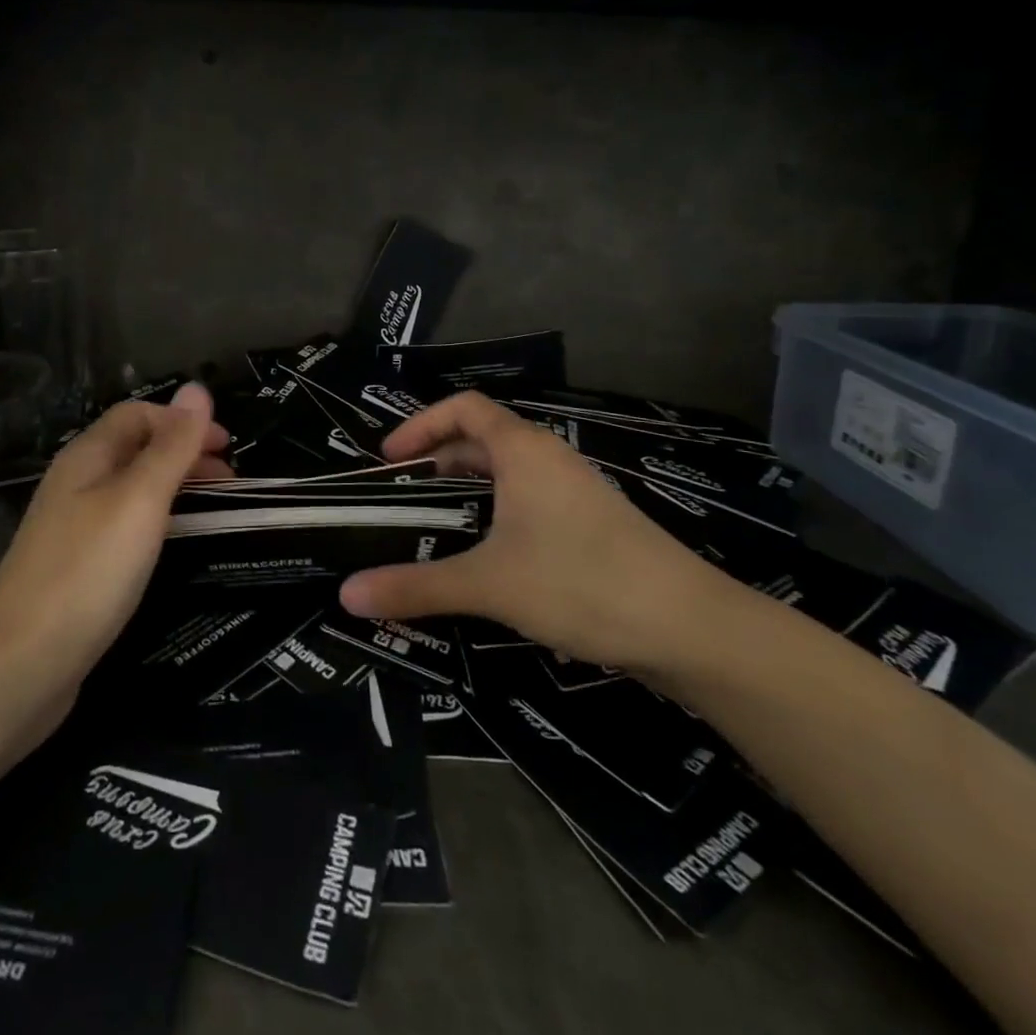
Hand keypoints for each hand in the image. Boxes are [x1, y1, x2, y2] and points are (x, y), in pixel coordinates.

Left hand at [0, 384, 230, 696]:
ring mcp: (73, 528)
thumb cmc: (88, 571)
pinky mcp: (77, 567)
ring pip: (131, 489)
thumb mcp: (139, 500)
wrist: (21, 664)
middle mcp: (76, 484)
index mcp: (87, 457)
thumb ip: (172, 447)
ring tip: (214, 509)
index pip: (137, 414)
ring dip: (174, 488)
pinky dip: (158, 522)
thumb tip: (197, 388)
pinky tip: (174, 547)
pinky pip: (124, 526)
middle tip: (230, 481)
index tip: (228, 448)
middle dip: (184, 454)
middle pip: (135, 449)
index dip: (183, 421)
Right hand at [337, 392, 729, 676]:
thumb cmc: (581, 582)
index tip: (389, 460)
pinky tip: (491, 559)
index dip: (421, 424)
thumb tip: (346, 594)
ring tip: (438, 525)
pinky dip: (499, 515)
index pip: (464, 407)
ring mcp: (577, 492)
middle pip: (484, 438)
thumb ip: (415, 586)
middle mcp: (551, 459)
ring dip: (470, 490)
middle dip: (440, 459)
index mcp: (524, 451)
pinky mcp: (594, 526)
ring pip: (510, 475)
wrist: (689, 627)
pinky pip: (532, 503)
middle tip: (405, 494)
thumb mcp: (488, 583)